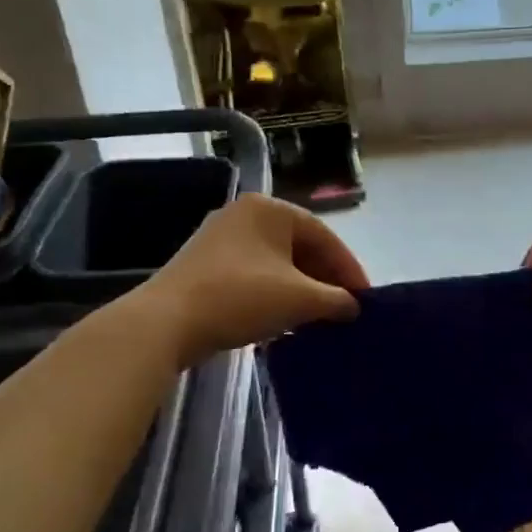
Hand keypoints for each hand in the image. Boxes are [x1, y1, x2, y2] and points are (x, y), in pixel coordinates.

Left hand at [141, 194, 368, 364]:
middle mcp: (244, 214)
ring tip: (319, 317)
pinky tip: (284, 320)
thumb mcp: (300, 299)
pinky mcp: (204, 266)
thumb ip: (336, 300)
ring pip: (276, 263)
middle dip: (325, 279)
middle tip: (344, 308)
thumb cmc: (241, 297)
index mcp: (270, 209)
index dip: (349, 269)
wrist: (166, 322)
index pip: (324, 236)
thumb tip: (353, 307)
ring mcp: (220, 239)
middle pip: (299, 246)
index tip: (364, 298)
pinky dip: (275, 294)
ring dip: (301, 289)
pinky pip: (254, 275)